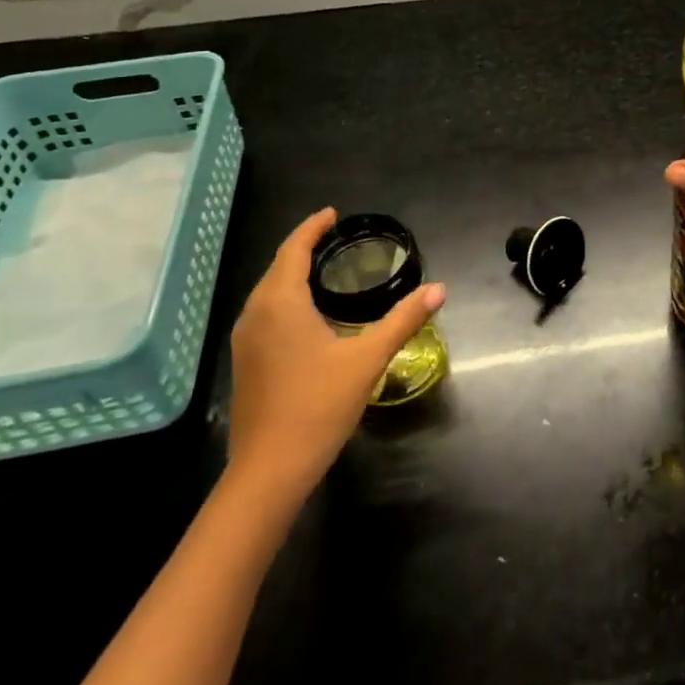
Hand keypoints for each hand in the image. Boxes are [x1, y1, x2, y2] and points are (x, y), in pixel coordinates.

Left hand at [224, 207, 443, 492]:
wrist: (269, 471)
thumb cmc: (318, 406)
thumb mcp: (367, 359)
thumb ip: (403, 320)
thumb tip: (439, 289)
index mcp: (280, 303)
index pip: (293, 250)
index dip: (312, 228)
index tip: (332, 213)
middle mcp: (255, 314)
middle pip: (277, 268)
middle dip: (303, 248)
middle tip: (335, 238)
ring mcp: (246, 341)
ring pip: (268, 293)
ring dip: (292, 275)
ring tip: (324, 270)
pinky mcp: (246, 363)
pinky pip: (265, 314)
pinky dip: (285, 299)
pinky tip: (307, 315)